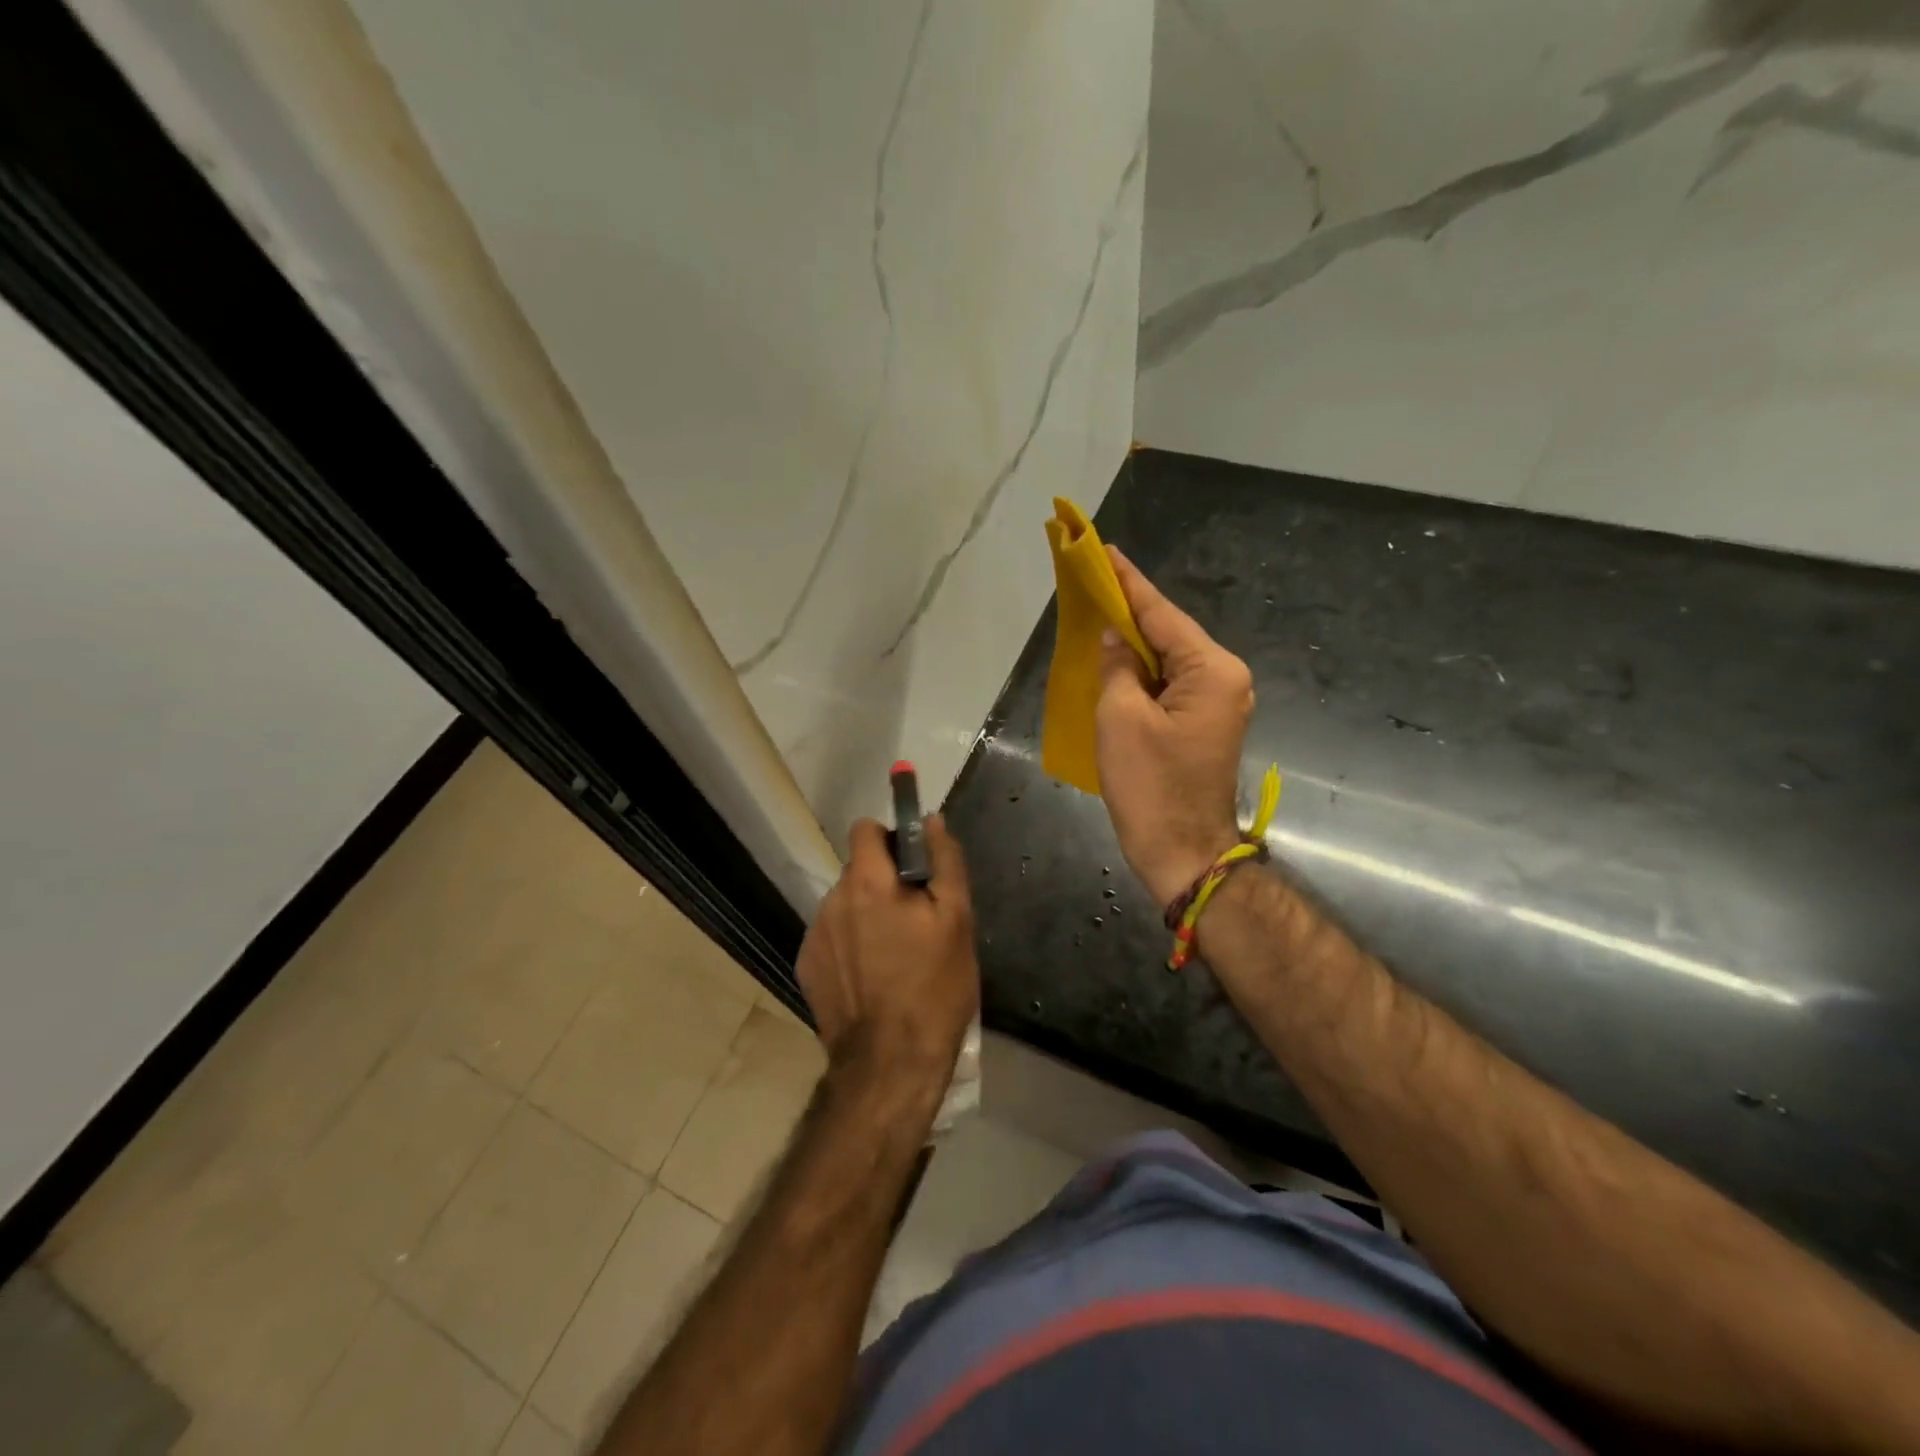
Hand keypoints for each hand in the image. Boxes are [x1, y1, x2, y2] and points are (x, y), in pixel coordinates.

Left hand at [795, 815, 978, 1109]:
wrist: (889, 1064)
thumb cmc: (934, 987)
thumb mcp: (957, 920)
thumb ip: (945, 861)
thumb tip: (933, 820)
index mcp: (869, 882)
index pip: (865, 829)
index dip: (890, 838)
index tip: (913, 865)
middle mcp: (833, 900)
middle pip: (859, 870)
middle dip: (884, 882)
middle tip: (914, 920)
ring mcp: (815, 935)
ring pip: (846, 905)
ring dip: (866, 914)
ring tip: (895, 955)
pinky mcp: (806, 966)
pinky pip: (832, 937)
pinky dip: (850, 945)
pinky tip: (872, 978)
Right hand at [1096, 546, 1254, 905]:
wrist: (1182, 851)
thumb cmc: (1150, 785)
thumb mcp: (1121, 719)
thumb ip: (1117, 666)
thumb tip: (1116, 637)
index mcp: (1212, 671)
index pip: (1162, 614)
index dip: (1129, 583)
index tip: (1106, 551)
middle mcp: (1224, 678)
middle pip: (1169, 633)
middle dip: (1130, 610)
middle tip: (1094, 580)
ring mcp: (1218, 702)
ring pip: (1168, 659)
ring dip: (1134, 641)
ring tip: (1098, 612)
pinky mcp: (1203, 723)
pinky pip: (1169, 683)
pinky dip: (1141, 671)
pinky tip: (1115, 659)